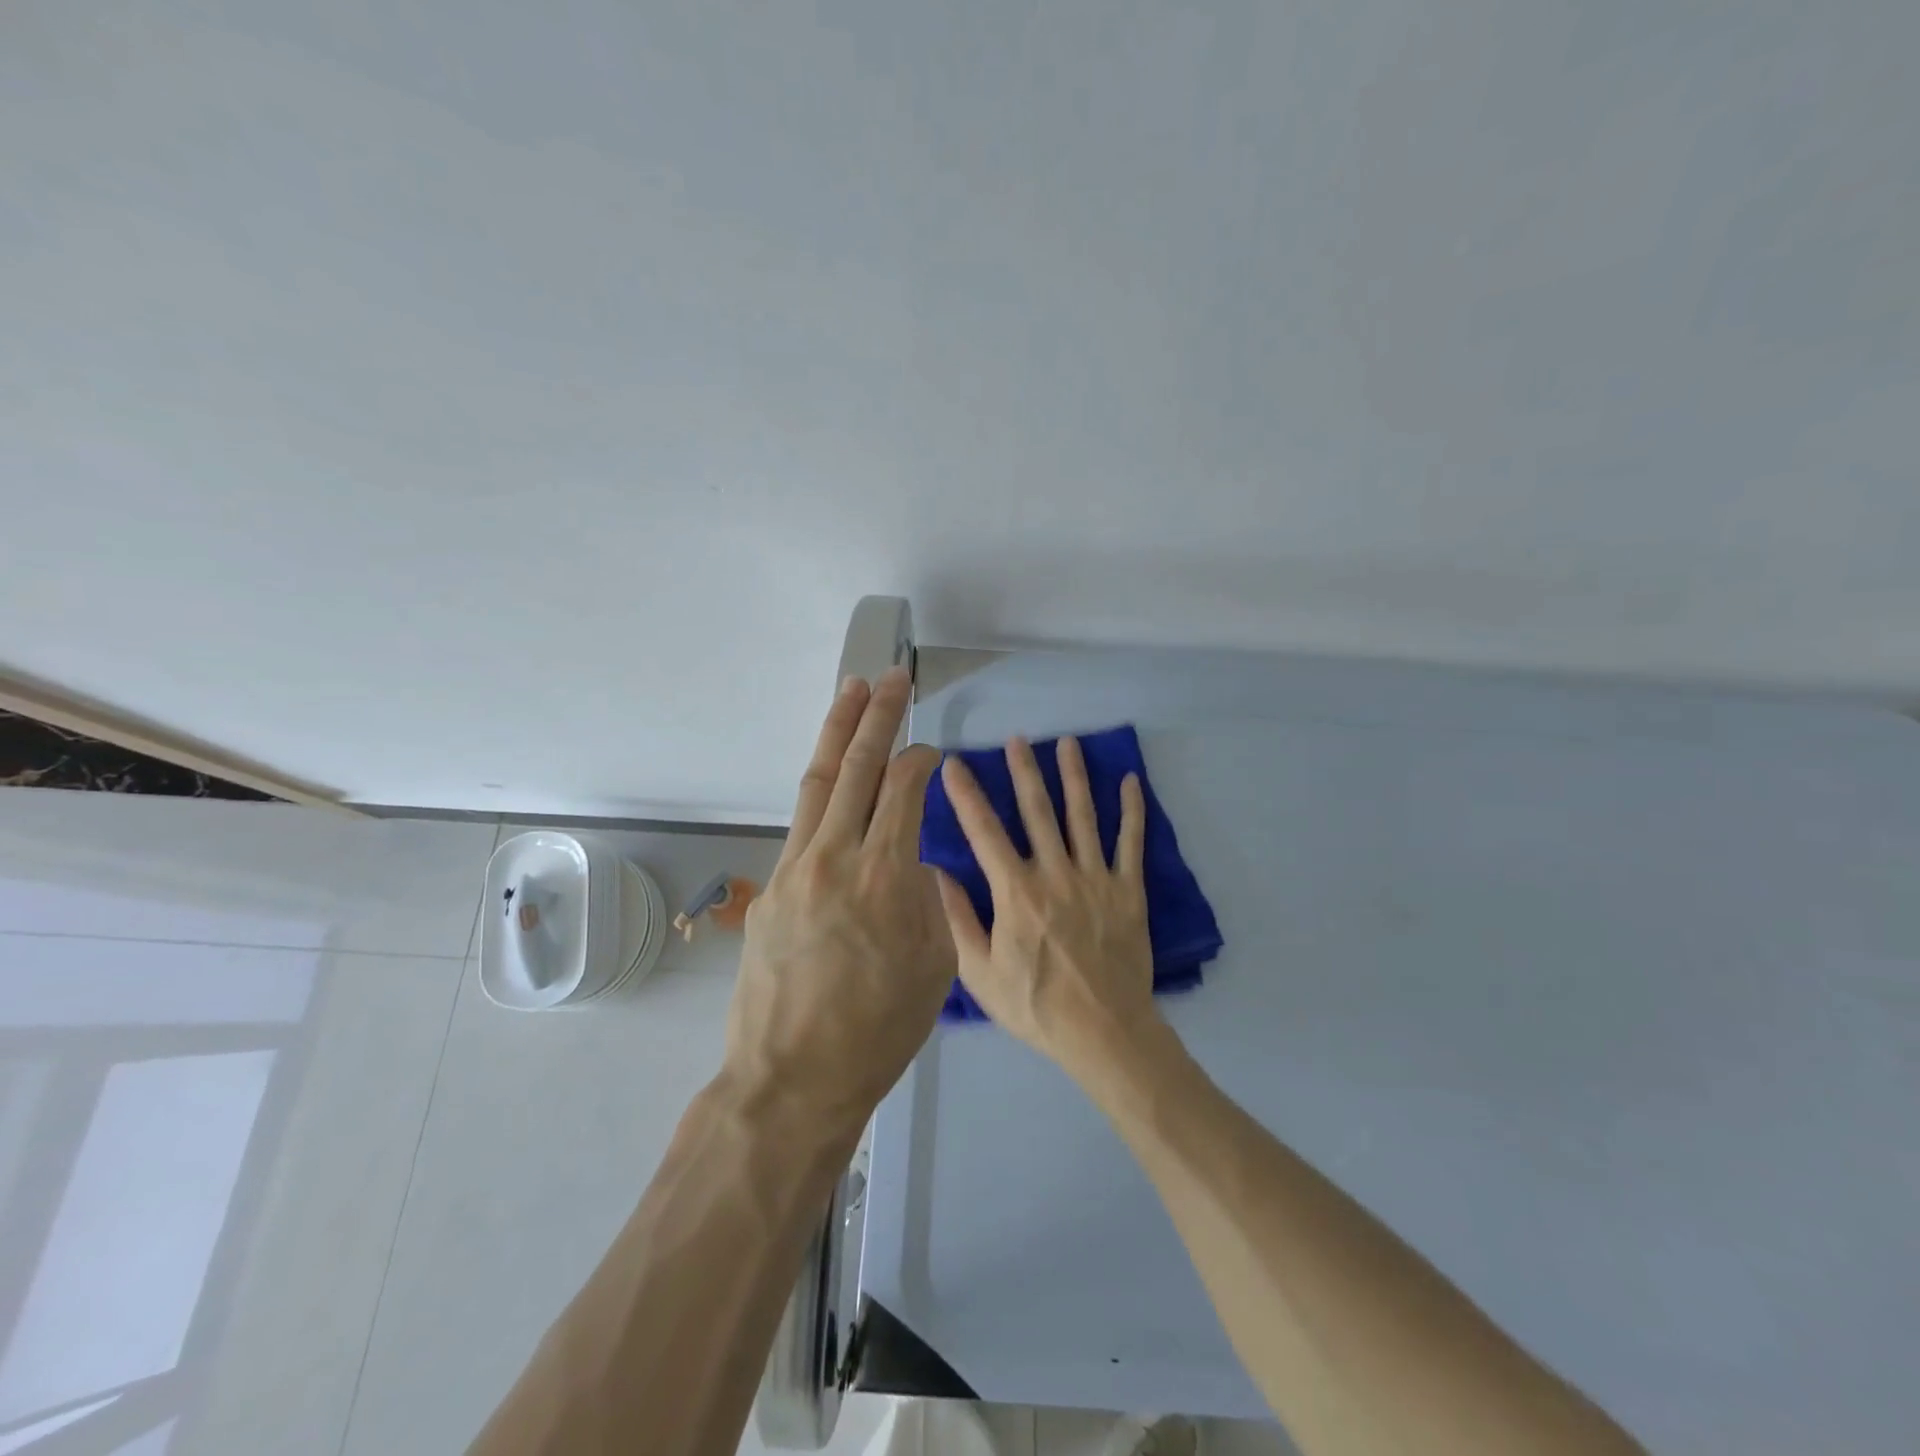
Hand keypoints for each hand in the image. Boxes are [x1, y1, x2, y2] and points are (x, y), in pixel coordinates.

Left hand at [723, 667, 953, 1141]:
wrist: (792, 1078)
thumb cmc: (879, 1031)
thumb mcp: (934, 965)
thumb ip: (927, 899)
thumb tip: (912, 860)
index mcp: (884, 875)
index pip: (903, 790)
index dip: (920, 761)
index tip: (931, 751)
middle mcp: (835, 856)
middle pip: (858, 769)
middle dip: (877, 716)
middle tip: (892, 679)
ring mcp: (794, 868)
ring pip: (820, 782)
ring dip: (837, 733)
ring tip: (851, 691)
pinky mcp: (770, 887)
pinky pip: (800, 822)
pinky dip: (820, 788)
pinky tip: (831, 776)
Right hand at [934, 735, 1158, 1078]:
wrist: (1104, 1033)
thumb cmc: (1036, 1006)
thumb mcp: (979, 972)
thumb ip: (956, 919)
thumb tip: (934, 873)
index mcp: (1016, 892)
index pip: (985, 832)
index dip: (967, 795)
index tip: (954, 764)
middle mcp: (1055, 874)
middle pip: (1037, 812)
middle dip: (1024, 772)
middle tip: (1017, 739)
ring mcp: (1096, 879)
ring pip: (1083, 816)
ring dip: (1074, 777)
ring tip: (1067, 743)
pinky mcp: (1128, 891)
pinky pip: (1131, 843)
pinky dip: (1131, 811)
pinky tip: (1130, 781)